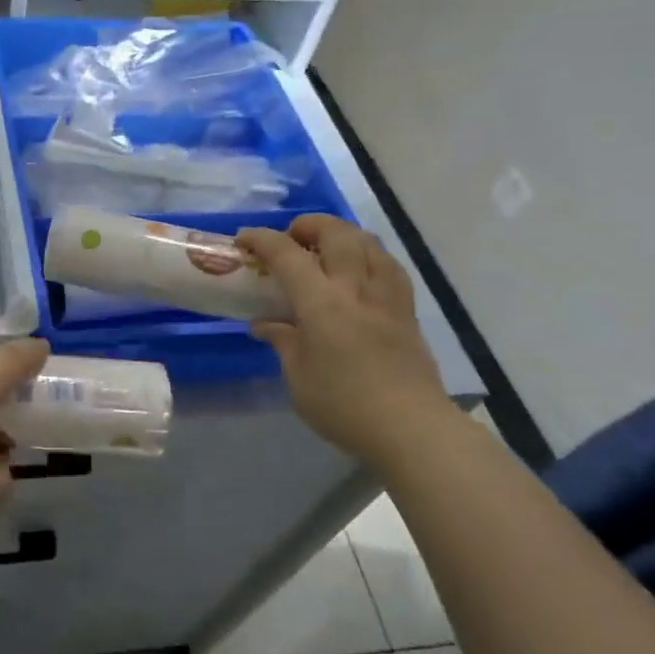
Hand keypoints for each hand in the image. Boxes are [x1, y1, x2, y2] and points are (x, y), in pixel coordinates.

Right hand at [237, 216, 450, 465]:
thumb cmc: (343, 405)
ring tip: (325, 249)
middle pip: (336, 233)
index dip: (262, 239)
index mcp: (322, 303)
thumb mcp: (298, 377)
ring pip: (368, 242)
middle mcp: (356, 288)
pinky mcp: (407, 312)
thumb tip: (264, 324)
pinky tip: (361, 271)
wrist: (411, 428)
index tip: (244, 239)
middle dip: (309, 225)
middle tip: (291, 239)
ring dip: (342, 235)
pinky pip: (389, 266)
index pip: (287, 254)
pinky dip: (369, 256)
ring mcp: (387, 297)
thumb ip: (282, 341)